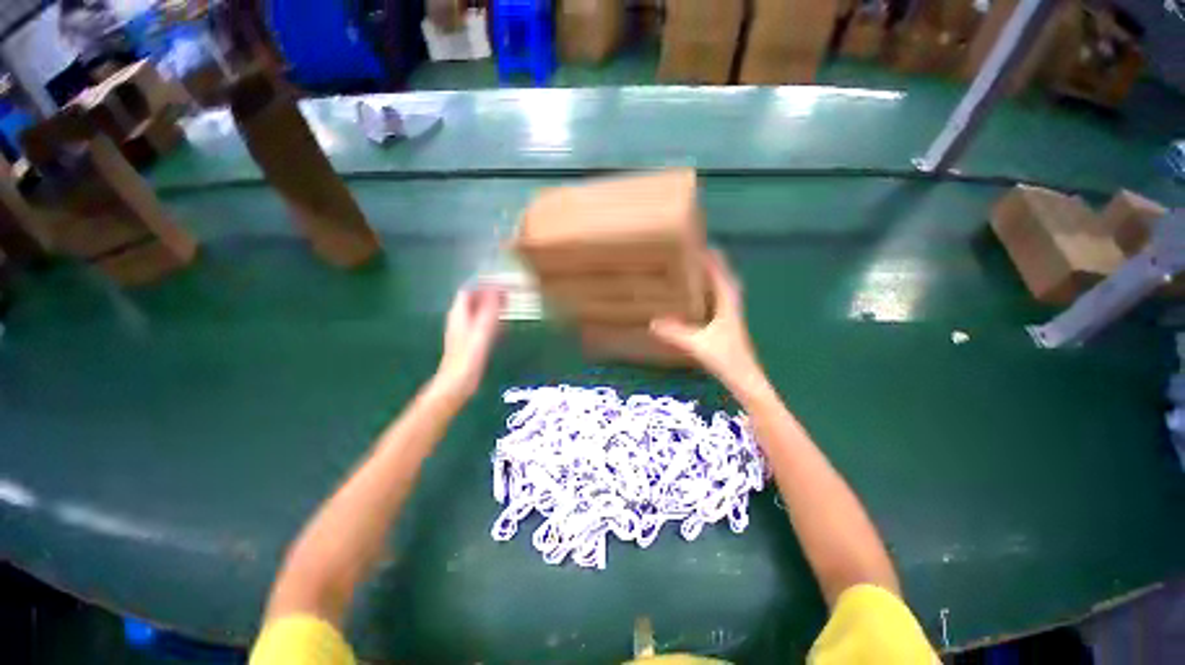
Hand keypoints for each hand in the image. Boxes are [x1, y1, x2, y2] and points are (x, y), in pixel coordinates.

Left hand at [434, 286, 504, 399]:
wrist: (458, 381)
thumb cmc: (469, 355)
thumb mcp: (482, 329)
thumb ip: (489, 309)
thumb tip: (496, 289)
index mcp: (458, 313)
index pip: (469, 290)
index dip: (484, 285)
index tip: (501, 284)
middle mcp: (459, 319)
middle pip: (472, 300)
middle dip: (489, 294)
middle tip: (507, 293)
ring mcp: (463, 330)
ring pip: (477, 311)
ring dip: (490, 305)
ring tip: (507, 304)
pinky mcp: (469, 340)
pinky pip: (480, 322)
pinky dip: (490, 317)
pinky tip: (500, 322)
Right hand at [650, 250, 764, 390]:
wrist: (745, 379)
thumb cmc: (726, 360)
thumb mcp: (698, 345)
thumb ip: (676, 334)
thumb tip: (653, 322)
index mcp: (728, 305)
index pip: (721, 275)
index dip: (712, 260)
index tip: (700, 246)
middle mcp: (732, 306)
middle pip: (725, 278)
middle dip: (714, 265)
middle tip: (698, 255)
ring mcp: (731, 316)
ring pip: (724, 289)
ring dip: (714, 277)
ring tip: (698, 270)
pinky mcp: (728, 325)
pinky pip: (720, 300)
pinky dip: (712, 292)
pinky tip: (701, 297)